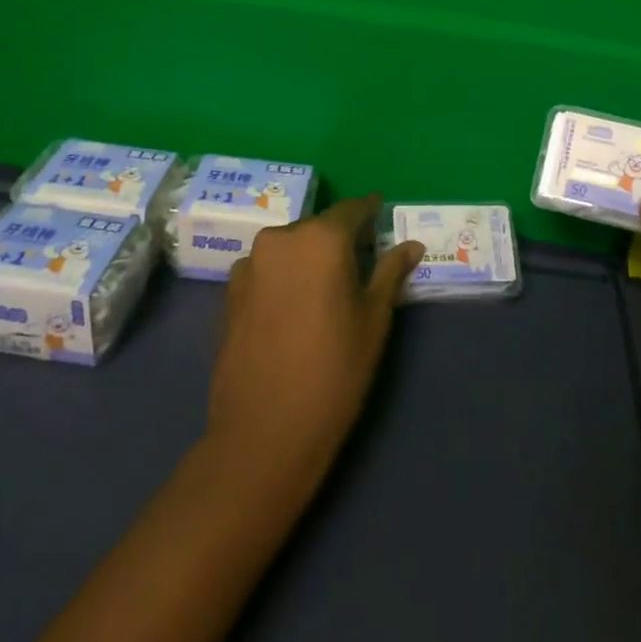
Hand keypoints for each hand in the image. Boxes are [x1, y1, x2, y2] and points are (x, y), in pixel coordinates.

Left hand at [207, 196, 423, 481]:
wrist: (264, 431)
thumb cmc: (335, 370)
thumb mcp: (374, 319)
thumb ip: (390, 272)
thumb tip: (412, 245)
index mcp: (321, 238)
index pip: (352, 210)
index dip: (370, 212)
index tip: (381, 216)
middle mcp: (281, 238)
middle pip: (318, 227)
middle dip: (338, 239)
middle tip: (358, 264)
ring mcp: (249, 264)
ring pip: (289, 248)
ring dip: (307, 259)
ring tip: (323, 291)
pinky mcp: (229, 292)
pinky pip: (266, 270)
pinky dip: (282, 277)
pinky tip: (292, 310)